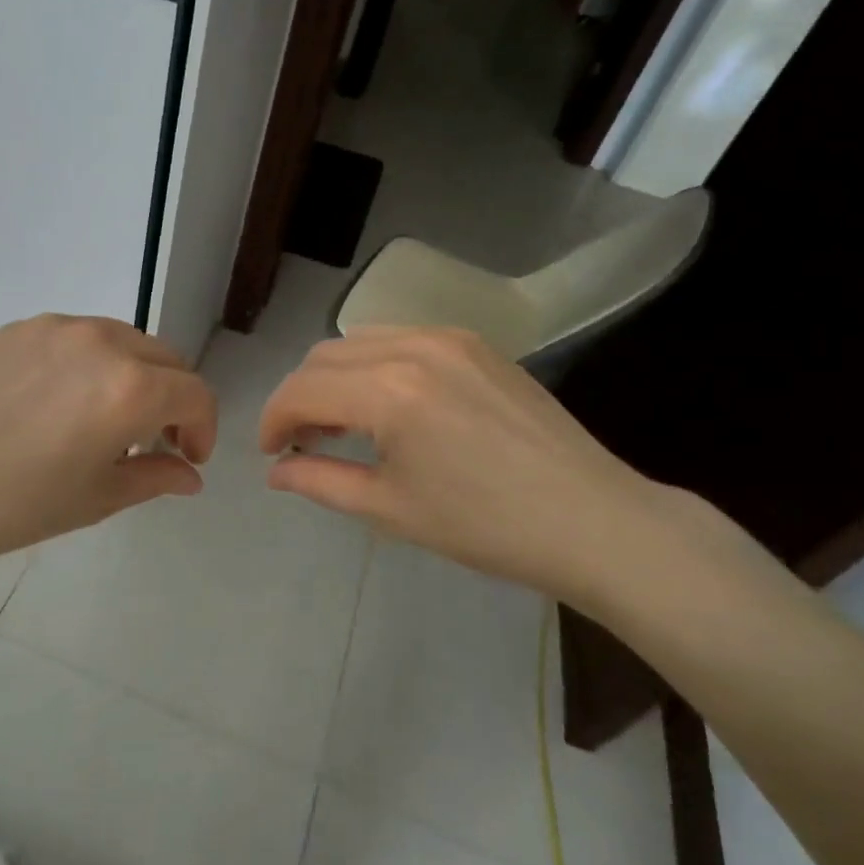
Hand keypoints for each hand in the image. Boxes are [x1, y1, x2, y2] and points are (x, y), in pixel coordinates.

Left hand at [0, 314, 216, 566]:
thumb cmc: (17, 503)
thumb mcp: (98, 497)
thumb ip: (157, 476)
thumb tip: (191, 475)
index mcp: (130, 388)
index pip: (194, 393)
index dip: (203, 427)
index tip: (187, 456)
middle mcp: (103, 342)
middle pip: (165, 359)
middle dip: (173, 398)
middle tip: (153, 440)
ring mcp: (58, 328)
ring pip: (124, 341)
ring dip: (135, 375)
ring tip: (105, 418)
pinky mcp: (22, 327)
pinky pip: (78, 337)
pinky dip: (92, 363)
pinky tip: (60, 401)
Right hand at [259, 326, 708, 609]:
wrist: (593, 520)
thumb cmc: (486, 526)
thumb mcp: (391, 509)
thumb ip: (320, 481)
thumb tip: (275, 471)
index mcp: (389, 391)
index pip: (302, 389)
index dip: (273, 419)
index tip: (271, 453)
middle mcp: (413, 347)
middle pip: (324, 356)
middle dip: (300, 397)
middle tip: (302, 443)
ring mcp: (449, 338)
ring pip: (360, 342)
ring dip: (335, 377)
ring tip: (343, 424)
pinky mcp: (476, 343)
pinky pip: (401, 339)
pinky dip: (375, 365)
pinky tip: (389, 405)